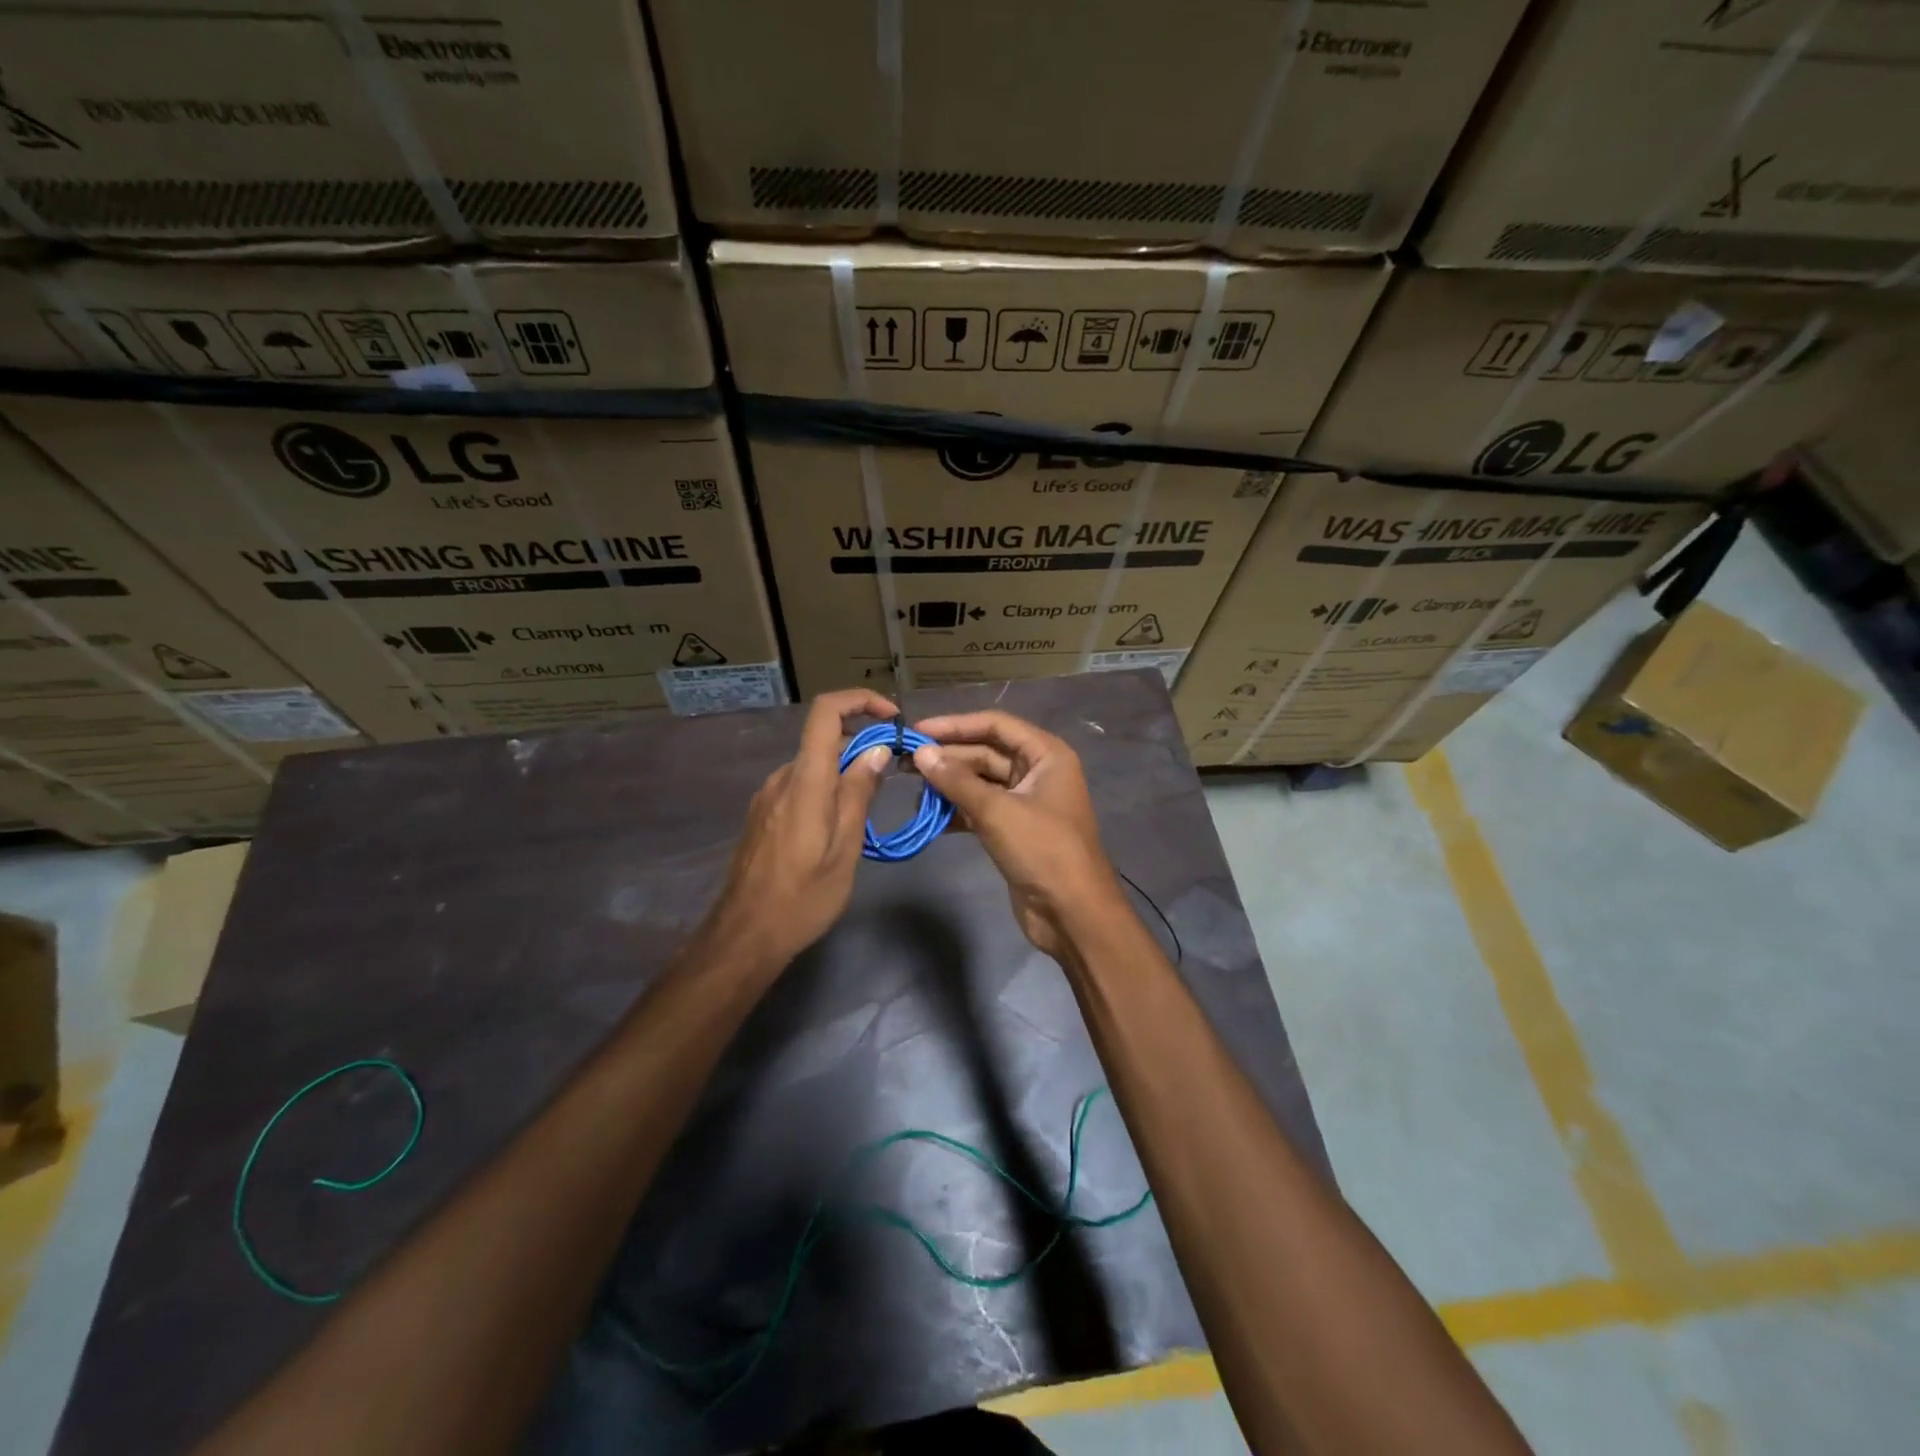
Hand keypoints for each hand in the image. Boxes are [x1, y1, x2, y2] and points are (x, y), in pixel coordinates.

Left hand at [699, 689, 896, 971]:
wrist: (745, 934)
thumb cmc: (804, 896)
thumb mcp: (845, 847)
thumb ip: (859, 793)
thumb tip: (877, 750)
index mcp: (805, 780)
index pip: (826, 712)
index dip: (860, 701)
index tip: (891, 718)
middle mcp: (782, 777)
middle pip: (824, 740)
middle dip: (862, 748)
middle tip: (892, 777)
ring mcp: (767, 796)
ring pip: (814, 767)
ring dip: (844, 773)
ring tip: (868, 810)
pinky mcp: (762, 815)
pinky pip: (800, 787)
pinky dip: (825, 790)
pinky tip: (839, 827)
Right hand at [911, 711, 1122, 958]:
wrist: (1073, 913)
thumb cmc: (1043, 850)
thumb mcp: (997, 811)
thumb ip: (957, 780)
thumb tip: (921, 753)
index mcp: (1046, 755)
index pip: (996, 725)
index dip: (956, 725)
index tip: (917, 730)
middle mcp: (1038, 772)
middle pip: (986, 752)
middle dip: (948, 756)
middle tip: (903, 761)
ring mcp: (1026, 802)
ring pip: (981, 782)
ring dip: (949, 784)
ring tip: (911, 787)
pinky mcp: (1014, 830)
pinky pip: (981, 809)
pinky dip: (957, 810)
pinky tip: (929, 815)